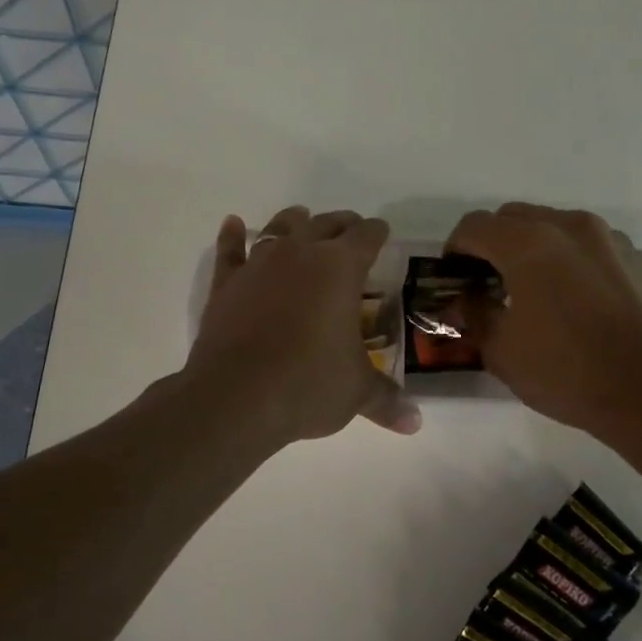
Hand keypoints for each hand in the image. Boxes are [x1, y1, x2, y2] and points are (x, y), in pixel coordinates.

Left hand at [189, 207, 420, 446]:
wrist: (236, 396)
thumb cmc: (308, 384)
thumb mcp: (356, 392)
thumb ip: (386, 399)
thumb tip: (415, 422)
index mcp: (340, 268)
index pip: (366, 236)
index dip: (377, 232)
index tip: (382, 233)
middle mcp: (300, 253)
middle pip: (325, 224)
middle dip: (341, 224)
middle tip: (350, 230)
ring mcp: (259, 264)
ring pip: (279, 227)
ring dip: (293, 221)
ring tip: (301, 218)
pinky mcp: (226, 283)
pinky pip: (230, 250)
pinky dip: (232, 236)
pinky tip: (233, 224)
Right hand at [445, 202, 641, 434]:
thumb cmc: (566, 371)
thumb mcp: (501, 351)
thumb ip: (475, 314)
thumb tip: (466, 299)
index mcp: (527, 243)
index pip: (474, 226)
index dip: (455, 249)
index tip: (454, 277)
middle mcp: (569, 226)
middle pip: (514, 217)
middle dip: (494, 243)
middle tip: (489, 282)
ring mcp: (609, 238)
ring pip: (555, 226)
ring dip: (534, 247)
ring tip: (535, 289)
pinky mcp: (638, 257)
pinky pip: (590, 246)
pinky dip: (572, 260)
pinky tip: (577, 300)